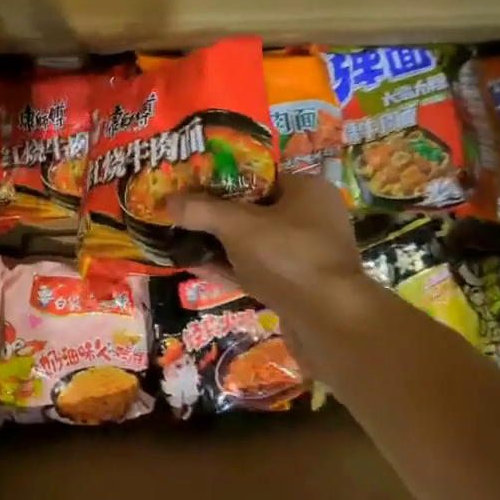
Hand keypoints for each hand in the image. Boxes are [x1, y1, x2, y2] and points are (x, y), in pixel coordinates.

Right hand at [170, 174, 384, 357]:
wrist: (331, 326)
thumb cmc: (288, 257)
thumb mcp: (238, 225)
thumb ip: (201, 210)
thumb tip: (167, 201)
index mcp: (307, 190)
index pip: (258, 173)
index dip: (221, 176)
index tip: (190, 180)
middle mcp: (312, 218)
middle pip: (254, 208)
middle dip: (217, 211)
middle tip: (182, 208)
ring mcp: (305, 256)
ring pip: (253, 242)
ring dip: (219, 241)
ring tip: (181, 236)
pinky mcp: (296, 288)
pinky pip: (255, 269)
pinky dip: (228, 266)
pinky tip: (194, 265)